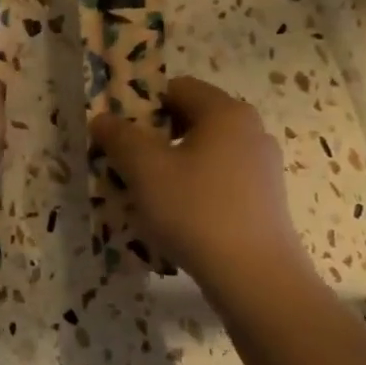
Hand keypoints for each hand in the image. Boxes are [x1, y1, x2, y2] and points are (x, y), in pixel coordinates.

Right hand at [91, 76, 308, 288]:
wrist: (254, 276)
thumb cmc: (195, 209)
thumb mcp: (144, 169)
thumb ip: (119, 137)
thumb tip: (102, 119)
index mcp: (226, 113)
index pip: (176, 88)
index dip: (141, 103)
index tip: (117, 132)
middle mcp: (250, 131)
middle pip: (190, 119)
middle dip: (153, 135)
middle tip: (124, 161)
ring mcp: (261, 166)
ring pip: (202, 151)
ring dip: (170, 163)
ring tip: (145, 192)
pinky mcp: (263, 198)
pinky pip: (217, 177)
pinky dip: (192, 186)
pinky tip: (175, 214)